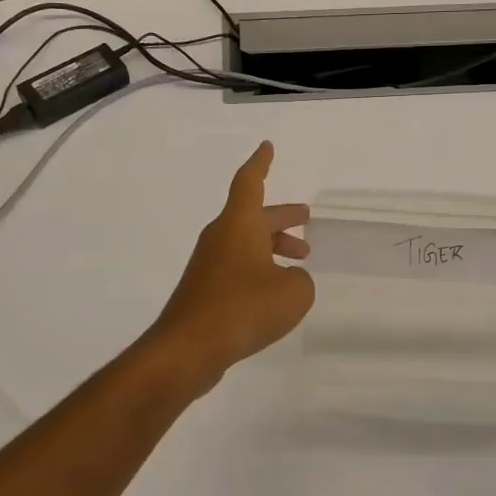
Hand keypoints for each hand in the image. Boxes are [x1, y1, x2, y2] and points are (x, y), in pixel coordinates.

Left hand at [146, 141, 313, 388]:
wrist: (189, 348)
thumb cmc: (243, 308)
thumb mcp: (293, 293)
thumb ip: (300, 280)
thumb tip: (288, 280)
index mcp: (239, 224)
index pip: (250, 182)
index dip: (261, 163)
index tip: (267, 147)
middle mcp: (221, 237)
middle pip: (254, 216)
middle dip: (281, 217)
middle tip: (306, 217)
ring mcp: (209, 265)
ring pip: (246, 244)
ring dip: (273, 246)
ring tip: (301, 260)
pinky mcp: (204, 291)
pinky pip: (237, 268)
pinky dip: (259, 270)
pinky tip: (275, 293)